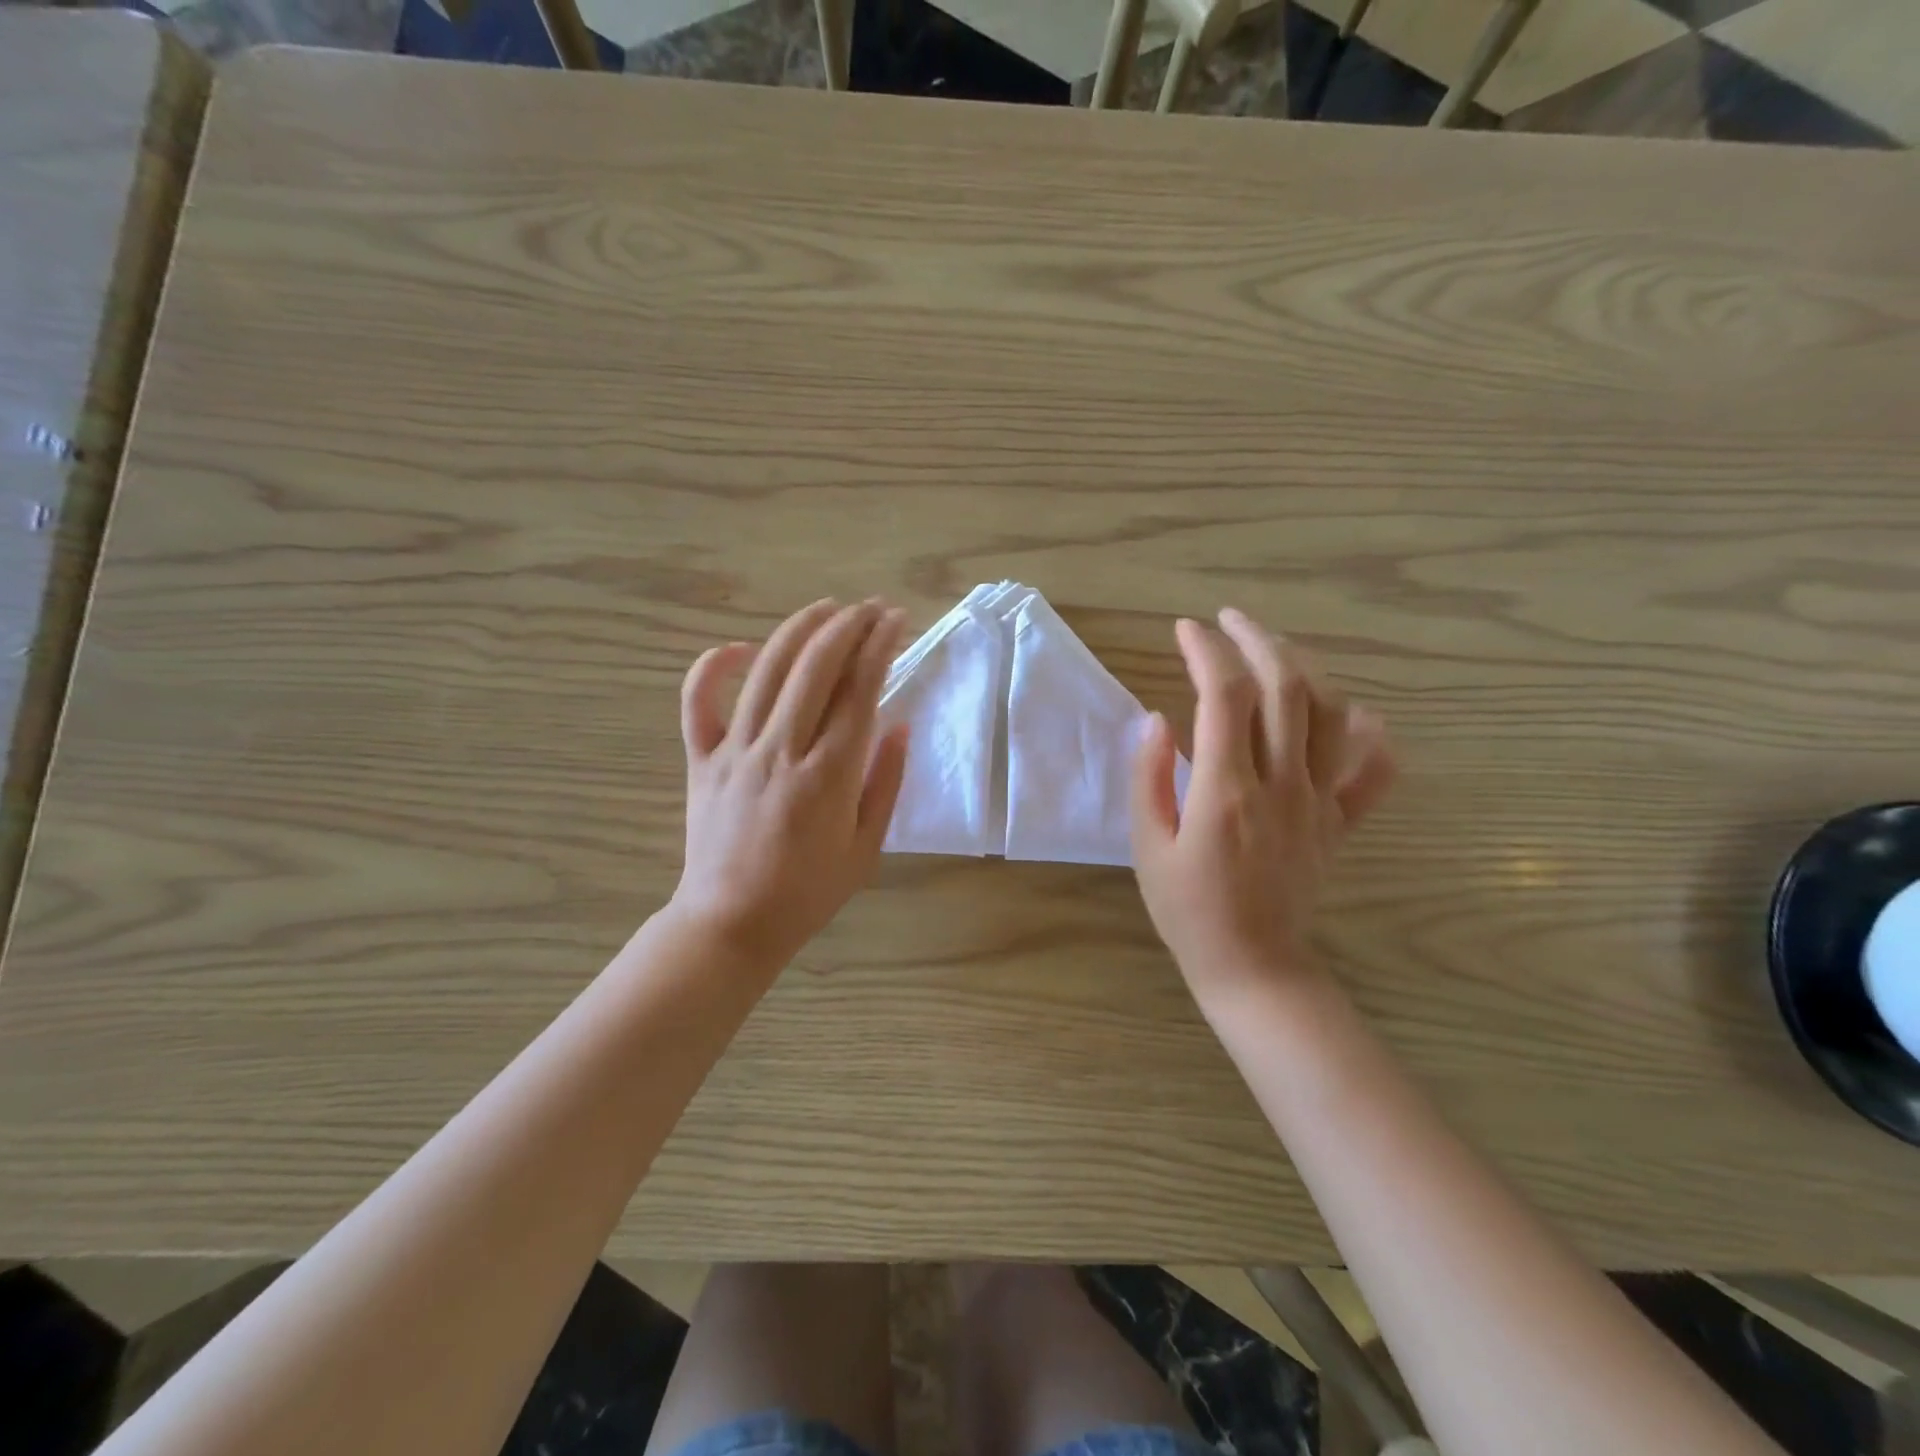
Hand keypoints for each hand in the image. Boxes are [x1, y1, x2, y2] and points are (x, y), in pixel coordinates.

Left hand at [670, 599, 909, 973]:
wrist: (732, 923)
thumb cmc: (808, 892)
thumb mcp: (867, 847)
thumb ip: (886, 783)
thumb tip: (900, 727)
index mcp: (829, 775)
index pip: (859, 690)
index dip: (880, 646)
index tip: (896, 620)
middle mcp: (782, 750)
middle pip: (815, 667)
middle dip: (848, 626)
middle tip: (870, 608)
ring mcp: (736, 751)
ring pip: (766, 671)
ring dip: (799, 631)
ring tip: (826, 609)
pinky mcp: (702, 760)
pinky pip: (697, 702)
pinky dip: (711, 667)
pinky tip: (737, 648)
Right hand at [1130, 608, 1394, 1011]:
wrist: (1252, 967)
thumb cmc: (1187, 910)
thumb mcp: (1148, 846)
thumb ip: (1150, 779)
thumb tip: (1157, 720)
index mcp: (1227, 791)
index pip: (1225, 697)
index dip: (1207, 652)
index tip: (1185, 630)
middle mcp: (1281, 785)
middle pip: (1285, 688)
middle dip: (1257, 640)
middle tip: (1229, 619)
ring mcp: (1319, 803)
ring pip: (1328, 715)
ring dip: (1304, 668)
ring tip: (1275, 648)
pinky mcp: (1339, 824)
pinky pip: (1373, 774)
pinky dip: (1372, 737)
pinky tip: (1357, 716)